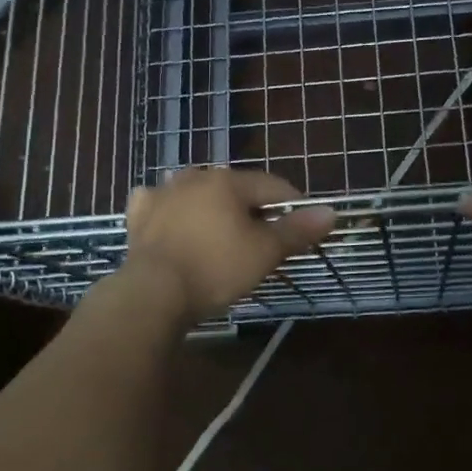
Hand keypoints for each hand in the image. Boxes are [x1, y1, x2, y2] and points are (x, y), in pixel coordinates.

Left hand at [122, 168, 335, 321]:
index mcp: (229, 181)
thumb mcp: (265, 252)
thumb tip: (331, 212)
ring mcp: (163, 194)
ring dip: (211, 206)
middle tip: (262, 238)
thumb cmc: (216, 269)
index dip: (293, 205)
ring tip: (220, 231)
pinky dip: (170, 211)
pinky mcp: (139, 216)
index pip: (273, 186)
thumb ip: (297, 230)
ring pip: (197, 192)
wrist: (153, 293)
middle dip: (251, 208)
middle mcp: (195, 178)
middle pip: (235, 188)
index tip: (302, 227)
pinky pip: (160, 204)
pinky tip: (172, 221)